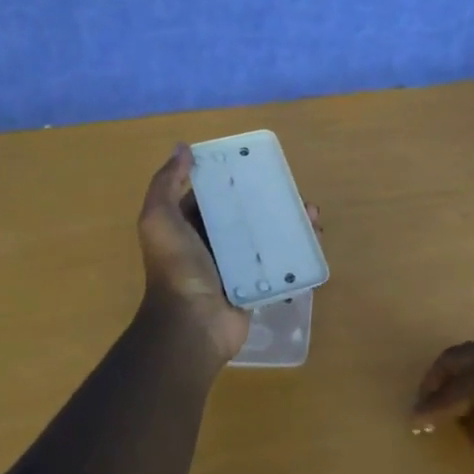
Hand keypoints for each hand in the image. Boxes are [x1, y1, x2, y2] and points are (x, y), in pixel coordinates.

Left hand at [135, 144, 319, 375]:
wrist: (192, 325)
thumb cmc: (176, 268)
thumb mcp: (159, 219)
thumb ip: (166, 183)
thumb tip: (183, 148)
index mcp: (188, 225)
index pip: (214, 194)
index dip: (233, 177)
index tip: (259, 164)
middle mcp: (211, 242)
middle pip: (245, 212)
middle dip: (268, 199)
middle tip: (293, 190)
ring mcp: (236, 264)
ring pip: (266, 235)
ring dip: (289, 222)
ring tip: (311, 214)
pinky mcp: (257, 283)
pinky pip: (279, 261)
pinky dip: (297, 249)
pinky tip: (314, 238)